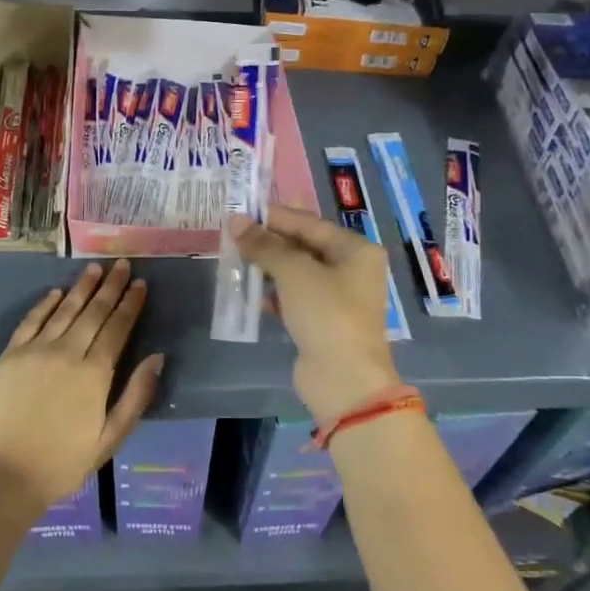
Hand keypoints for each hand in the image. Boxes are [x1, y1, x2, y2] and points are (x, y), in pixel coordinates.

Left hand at [0, 259, 161, 511]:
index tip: (141, 284)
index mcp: (94, 374)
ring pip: (64, 310)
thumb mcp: (110, 439)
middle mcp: (67, 353)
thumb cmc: (63, 464)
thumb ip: (135, 396)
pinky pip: (31, 321)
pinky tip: (56, 292)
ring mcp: (35, 351)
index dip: (131, 304)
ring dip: (82, 287)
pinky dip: (45, 304)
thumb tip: (157, 357)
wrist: (4, 477)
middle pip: (94, 312)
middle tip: (122, 264)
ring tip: (96, 268)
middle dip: (111, 287)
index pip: (118, 328)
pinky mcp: (10, 356)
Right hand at [229, 207, 401, 424]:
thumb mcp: (294, 272)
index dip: (275, 216)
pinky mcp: (322, 322)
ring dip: (268, 268)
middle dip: (269, 242)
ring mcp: (337, 298)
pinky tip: (251, 294)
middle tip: (234, 234)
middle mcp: (351, 270)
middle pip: (304, 246)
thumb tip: (235, 221)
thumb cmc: (326, 313)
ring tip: (236, 259)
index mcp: (356, 250)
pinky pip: (294, 298)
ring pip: (297, 273)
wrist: (344, 380)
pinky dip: (274, 294)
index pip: (310, 223)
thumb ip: (264, 245)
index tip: (242, 211)